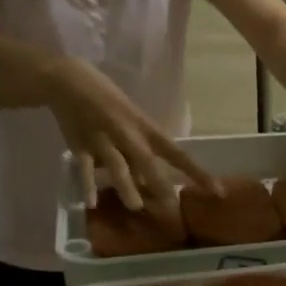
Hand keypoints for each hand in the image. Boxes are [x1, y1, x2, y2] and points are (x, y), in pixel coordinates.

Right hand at [48, 57, 218, 209]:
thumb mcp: (133, 120)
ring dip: (127, 186)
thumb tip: (150, 181)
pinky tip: (91, 202)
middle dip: (161, 184)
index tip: (217, 190)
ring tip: (136, 206)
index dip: (198, 173)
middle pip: (148, 162)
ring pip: (118, 166)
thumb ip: (141, 150)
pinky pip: (84, 167)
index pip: (178, 153)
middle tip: (172, 206)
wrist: (68, 79)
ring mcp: (103, 139)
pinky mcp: (79, 144)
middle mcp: (128, 134)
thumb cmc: (108, 101)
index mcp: (146, 127)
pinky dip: (87, 184)